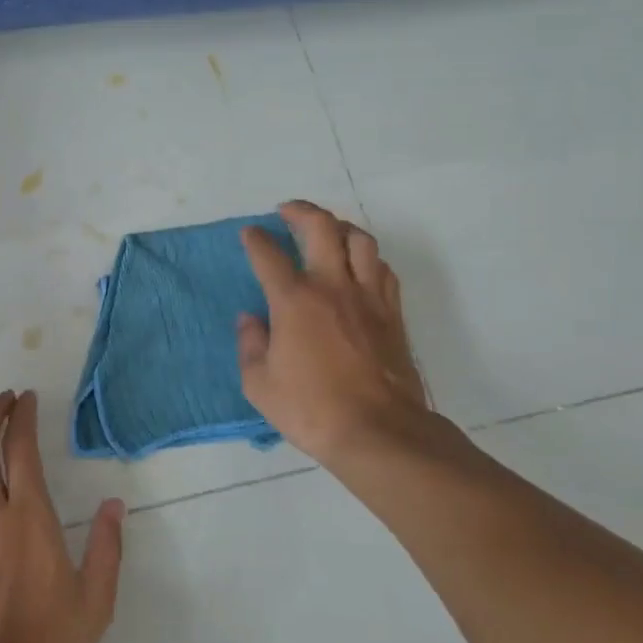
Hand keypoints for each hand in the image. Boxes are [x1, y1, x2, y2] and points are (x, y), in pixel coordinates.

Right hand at [237, 200, 447, 476]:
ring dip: (340, 227)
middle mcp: (332, 286)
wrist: (379, 432)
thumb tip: (250, 320)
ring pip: (360, 240)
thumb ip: (250, 345)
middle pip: (321, 228)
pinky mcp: (392, 314)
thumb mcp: (259, 384)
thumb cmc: (311, 409)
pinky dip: (367, 258)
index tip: (250, 233)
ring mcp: (368, 297)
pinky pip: (382, 269)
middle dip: (301, 211)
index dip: (256, 239)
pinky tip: (359, 267)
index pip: (269, 255)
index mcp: (294, 300)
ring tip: (327, 231)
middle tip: (286, 210)